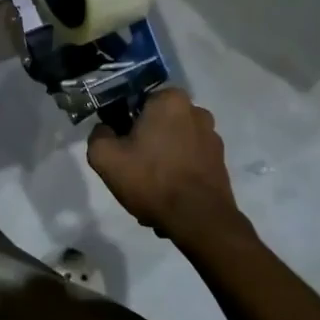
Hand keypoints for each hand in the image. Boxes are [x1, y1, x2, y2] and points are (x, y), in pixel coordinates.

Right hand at [86, 89, 243, 245]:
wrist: (199, 220)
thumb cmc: (152, 180)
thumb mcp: (105, 157)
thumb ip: (98, 135)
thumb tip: (106, 130)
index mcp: (170, 100)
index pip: (138, 102)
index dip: (125, 123)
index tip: (120, 146)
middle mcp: (196, 111)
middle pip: (158, 122)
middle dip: (146, 141)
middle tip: (134, 168)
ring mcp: (212, 136)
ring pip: (175, 141)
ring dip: (163, 157)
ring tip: (153, 188)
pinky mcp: (220, 160)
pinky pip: (191, 159)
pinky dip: (180, 171)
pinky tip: (170, 195)